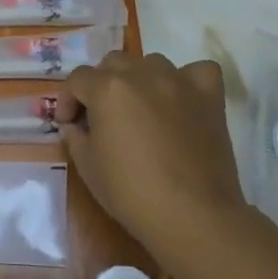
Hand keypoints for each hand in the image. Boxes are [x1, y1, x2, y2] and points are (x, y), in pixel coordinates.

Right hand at [56, 52, 248, 259]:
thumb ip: (75, 136)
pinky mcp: (209, 97)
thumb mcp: (87, 167)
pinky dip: (187, 81)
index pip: (77, 79)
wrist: (192, 215)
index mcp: (107, 89)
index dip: (68, 101)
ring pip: (151, 63)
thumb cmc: (131, 192)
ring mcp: (179, 82)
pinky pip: (197, 71)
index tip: (69, 125)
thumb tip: (75, 125)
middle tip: (102, 116)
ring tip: (141, 108)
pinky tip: (181, 100)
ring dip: (140, 80)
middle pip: (113, 63)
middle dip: (101, 85)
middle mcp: (142, 74)